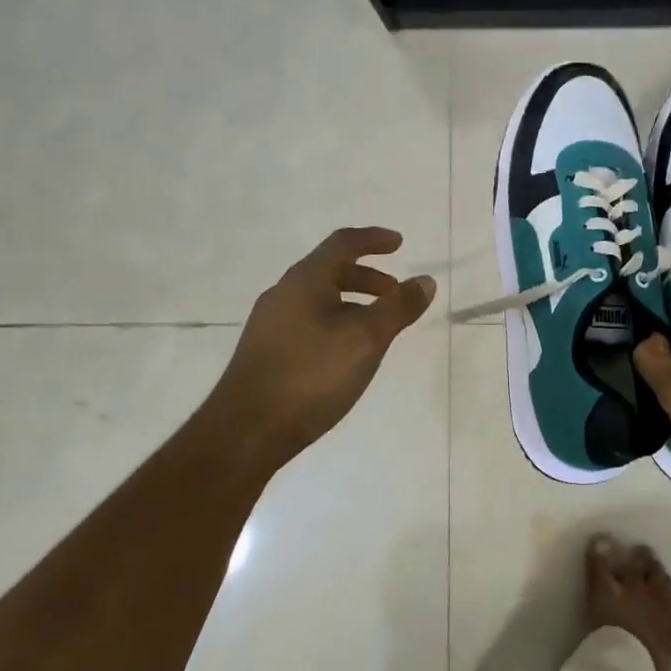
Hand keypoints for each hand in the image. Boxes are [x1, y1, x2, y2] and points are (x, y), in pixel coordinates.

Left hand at [208, 228, 435, 464]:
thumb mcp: (366, 339)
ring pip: (319, 299)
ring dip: (353, 303)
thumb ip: (398, 308)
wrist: (245, 431)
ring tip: (377, 328)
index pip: (343, 243)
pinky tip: (347, 354)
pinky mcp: (266, 352)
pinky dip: (336, 322)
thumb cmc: (311, 375)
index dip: (373, 239)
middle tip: (395, 294)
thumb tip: (425, 280)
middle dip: (367, 277)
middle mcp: (283, 294)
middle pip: (330, 270)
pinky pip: (308, 322)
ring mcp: (270, 324)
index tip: (399, 243)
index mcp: (305, 280)